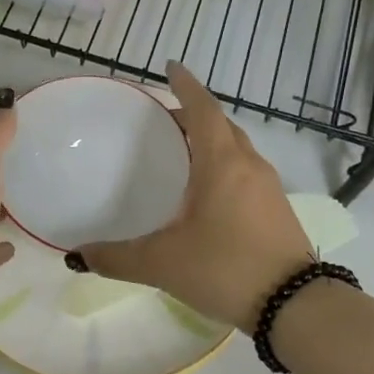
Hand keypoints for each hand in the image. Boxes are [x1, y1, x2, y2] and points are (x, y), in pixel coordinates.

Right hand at [74, 64, 312, 331]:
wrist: (296, 307)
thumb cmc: (226, 269)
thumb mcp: (163, 263)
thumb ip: (116, 258)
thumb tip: (77, 257)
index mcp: (222, 163)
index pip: (203, 109)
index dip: (186, 85)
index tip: (171, 67)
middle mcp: (248, 165)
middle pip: (221, 125)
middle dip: (194, 114)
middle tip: (163, 118)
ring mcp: (268, 187)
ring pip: (237, 148)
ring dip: (211, 139)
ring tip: (182, 151)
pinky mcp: (277, 208)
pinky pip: (246, 170)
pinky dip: (224, 164)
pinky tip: (207, 191)